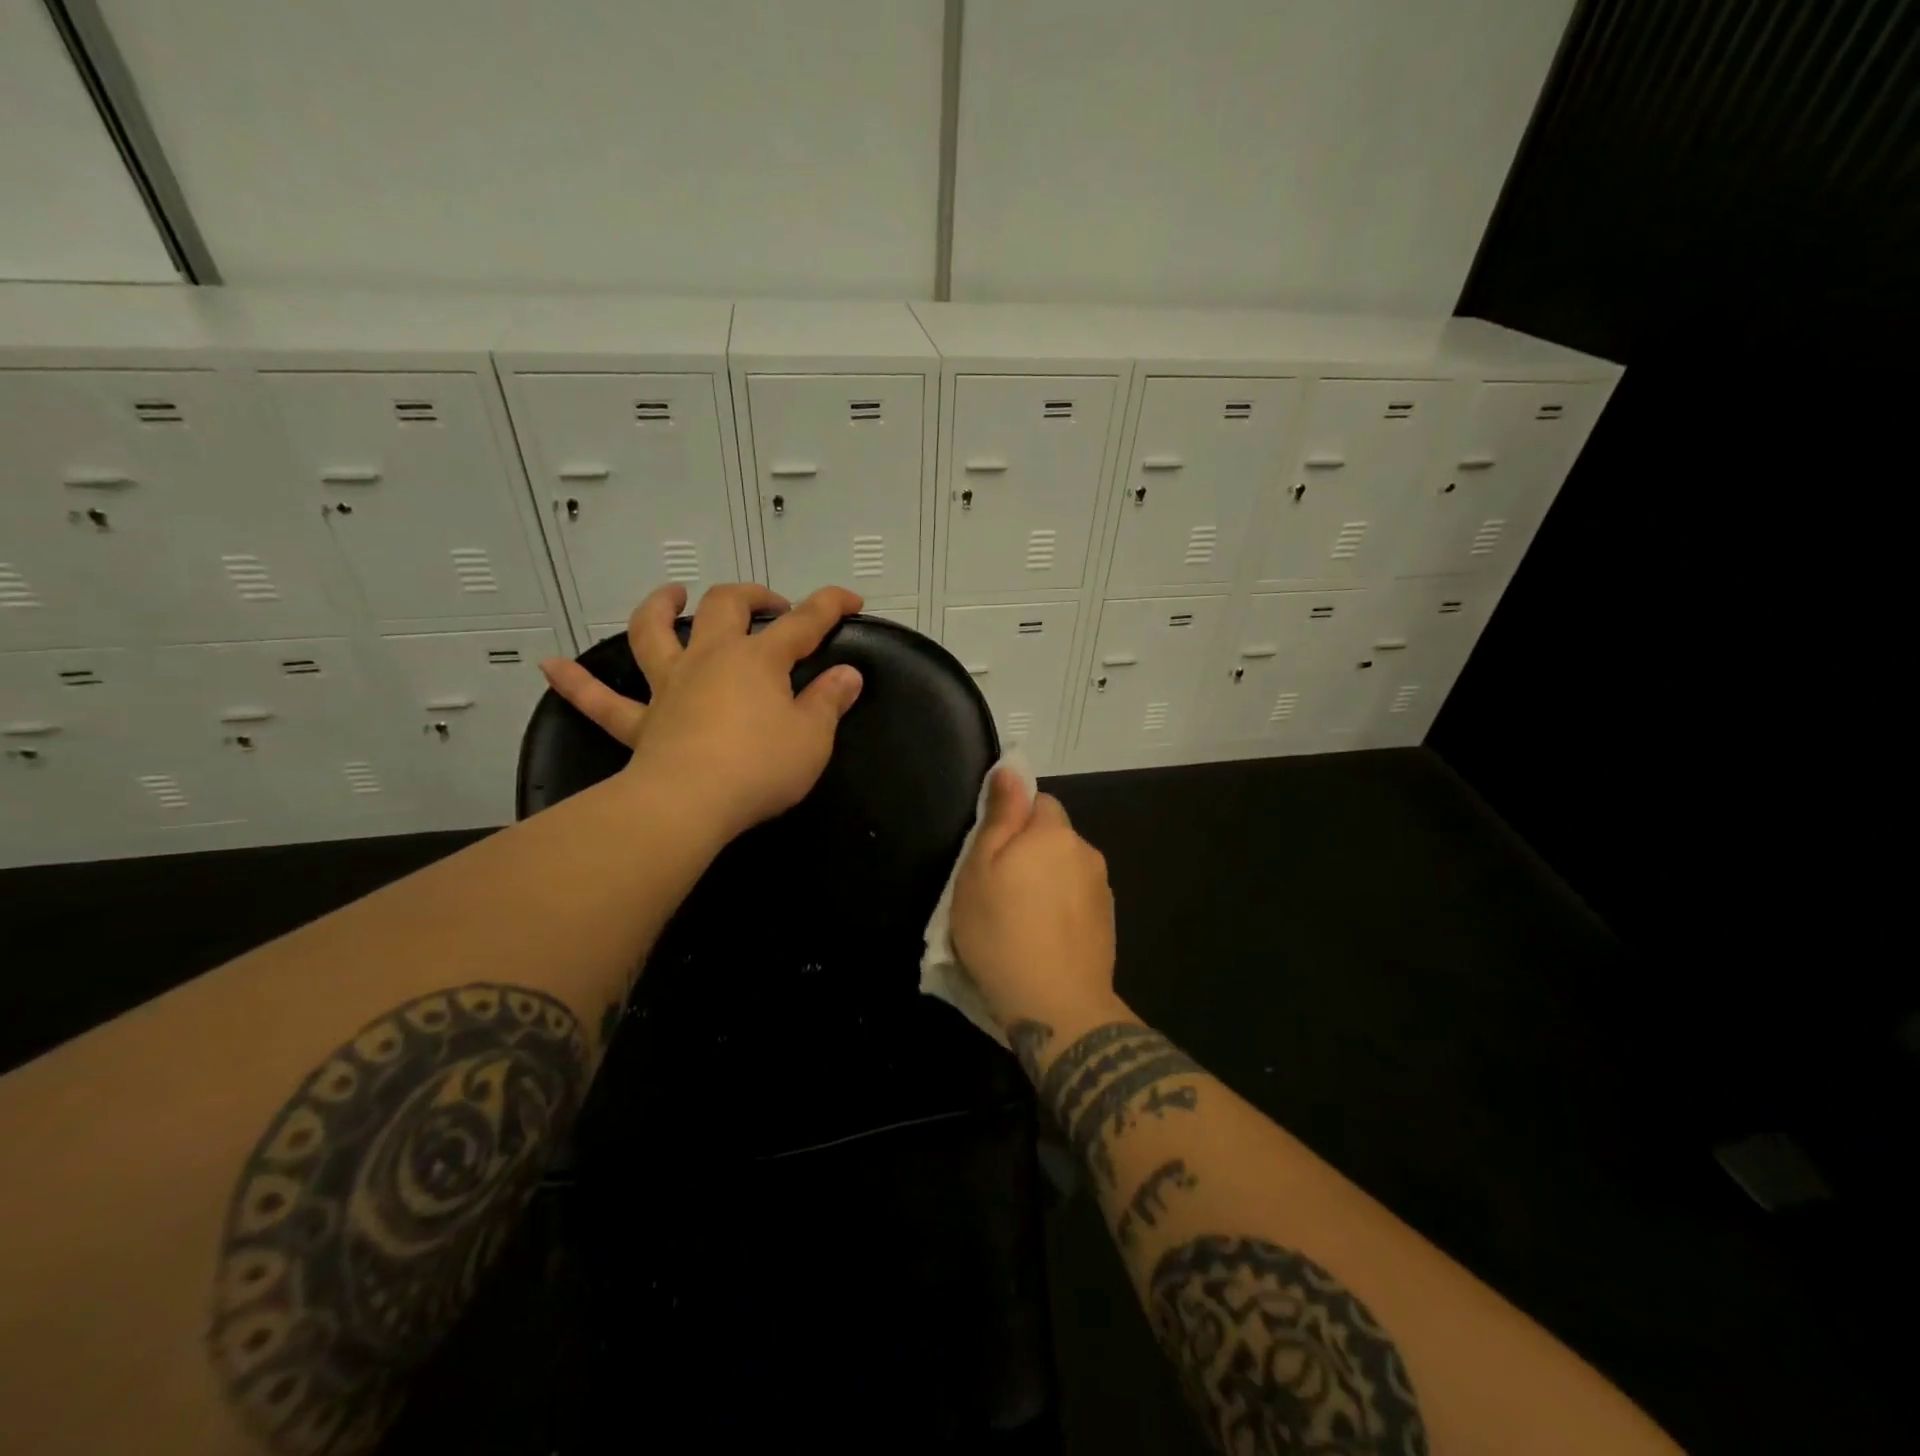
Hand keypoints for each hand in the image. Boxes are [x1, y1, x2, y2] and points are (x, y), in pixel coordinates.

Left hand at [539, 582, 864, 842]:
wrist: (690, 804)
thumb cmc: (760, 767)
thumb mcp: (813, 738)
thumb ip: (829, 702)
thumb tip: (847, 675)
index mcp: (758, 660)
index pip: (803, 622)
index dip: (830, 606)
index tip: (851, 599)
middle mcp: (710, 660)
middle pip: (725, 607)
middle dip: (750, 595)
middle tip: (768, 603)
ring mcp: (669, 687)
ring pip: (654, 633)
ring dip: (660, 608)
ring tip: (670, 595)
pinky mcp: (640, 723)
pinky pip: (601, 701)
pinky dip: (576, 683)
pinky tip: (551, 666)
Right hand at [951, 768, 1119, 1031]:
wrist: (1058, 1006)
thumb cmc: (1002, 932)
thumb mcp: (980, 869)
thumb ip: (1000, 815)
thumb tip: (1012, 768)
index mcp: (1054, 832)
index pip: (1038, 801)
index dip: (1012, 822)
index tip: (992, 856)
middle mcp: (1086, 852)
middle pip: (1054, 836)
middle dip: (1030, 852)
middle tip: (998, 891)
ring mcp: (1102, 889)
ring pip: (1066, 869)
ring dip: (1047, 882)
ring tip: (1021, 921)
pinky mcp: (1108, 922)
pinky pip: (1078, 900)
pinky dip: (1062, 910)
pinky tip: (1044, 940)